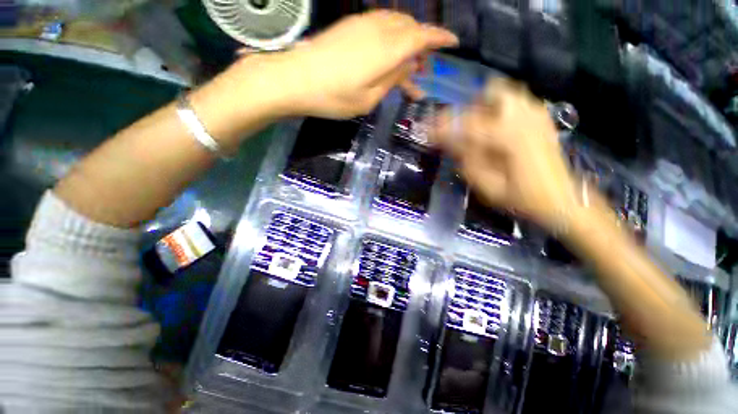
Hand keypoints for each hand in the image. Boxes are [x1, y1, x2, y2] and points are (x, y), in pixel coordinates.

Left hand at [248, 10, 457, 118]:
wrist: (295, 79)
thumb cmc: (334, 97)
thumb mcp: (369, 99)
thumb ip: (392, 79)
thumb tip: (409, 67)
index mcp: (387, 49)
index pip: (422, 37)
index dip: (440, 38)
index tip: (453, 43)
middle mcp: (378, 29)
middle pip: (410, 28)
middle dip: (422, 45)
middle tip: (423, 68)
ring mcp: (362, 24)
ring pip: (396, 25)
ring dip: (407, 41)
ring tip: (407, 64)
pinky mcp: (350, 26)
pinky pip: (380, 25)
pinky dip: (391, 38)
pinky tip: (387, 54)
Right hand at [431, 79, 579, 229]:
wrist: (563, 200)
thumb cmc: (523, 198)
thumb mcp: (488, 186)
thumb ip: (467, 160)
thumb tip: (449, 141)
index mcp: (510, 136)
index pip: (467, 123)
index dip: (443, 127)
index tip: (427, 130)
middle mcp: (525, 117)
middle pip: (490, 92)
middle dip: (468, 108)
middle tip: (457, 128)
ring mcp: (536, 115)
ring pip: (505, 93)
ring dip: (484, 106)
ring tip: (475, 127)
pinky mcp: (541, 119)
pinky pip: (516, 102)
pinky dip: (499, 109)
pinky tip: (495, 129)